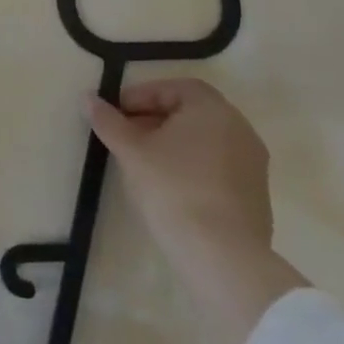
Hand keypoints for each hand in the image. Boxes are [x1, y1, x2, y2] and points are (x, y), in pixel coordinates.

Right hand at [88, 77, 307, 343]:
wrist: (222, 255)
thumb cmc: (172, 188)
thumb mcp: (131, 150)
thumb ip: (108, 121)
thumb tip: (88, 98)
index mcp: (212, 110)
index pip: (175, 88)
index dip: (142, 95)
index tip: (117, 112)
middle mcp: (239, 129)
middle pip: (191, 112)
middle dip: (154, 119)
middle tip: (125, 135)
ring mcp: (252, 164)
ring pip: (204, 140)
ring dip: (172, 143)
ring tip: (142, 162)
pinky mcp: (255, 195)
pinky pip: (217, 166)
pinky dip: (191, 165)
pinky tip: (169, 186)